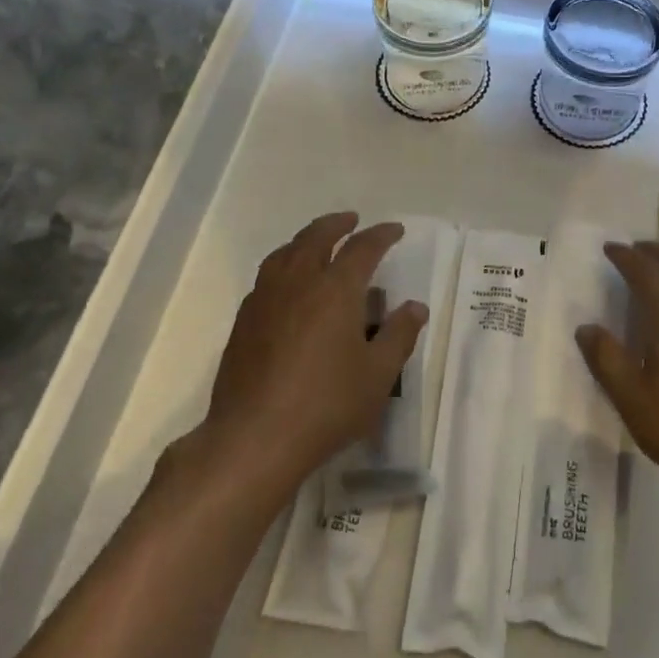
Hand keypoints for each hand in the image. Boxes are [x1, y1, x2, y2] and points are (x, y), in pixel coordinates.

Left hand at [202, 212, 425, 494]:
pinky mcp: (244, 321)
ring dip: (306, 239)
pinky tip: (288, 284)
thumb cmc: (326, 405)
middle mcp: (299, 282)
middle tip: (351, 220)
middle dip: (337, 224)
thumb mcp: (378, 375)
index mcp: (336, 289)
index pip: (363, 248)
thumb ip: (399, 336)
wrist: (255, 437)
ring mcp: (265, 299)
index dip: (381, 235)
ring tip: (317, 242)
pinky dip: (284, 264)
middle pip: (317, 237)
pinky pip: (267, 276)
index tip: (394, 230)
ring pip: (286, 252)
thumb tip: (414, 307)